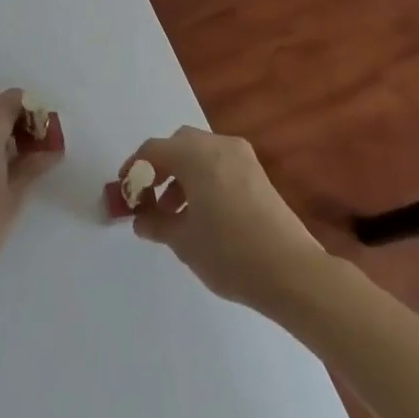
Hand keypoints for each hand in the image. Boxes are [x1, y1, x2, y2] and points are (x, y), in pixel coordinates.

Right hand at [121, 127, 326, 314]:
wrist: (293, 272)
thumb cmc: (230, 253)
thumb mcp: (183, 242)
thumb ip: (156, 224)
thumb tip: (141, 219)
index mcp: (196, 155)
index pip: (154, 150)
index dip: (134, 169)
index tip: (125, 193)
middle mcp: (219, 146)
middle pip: (178, 145)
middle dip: (160, 168)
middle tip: (150, 200)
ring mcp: (242, 157)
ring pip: (200, 153)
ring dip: (182, 174)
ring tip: (175, 212)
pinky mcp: (258, 174)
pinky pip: (220, 164)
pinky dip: (204, 178)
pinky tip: (203, 213)